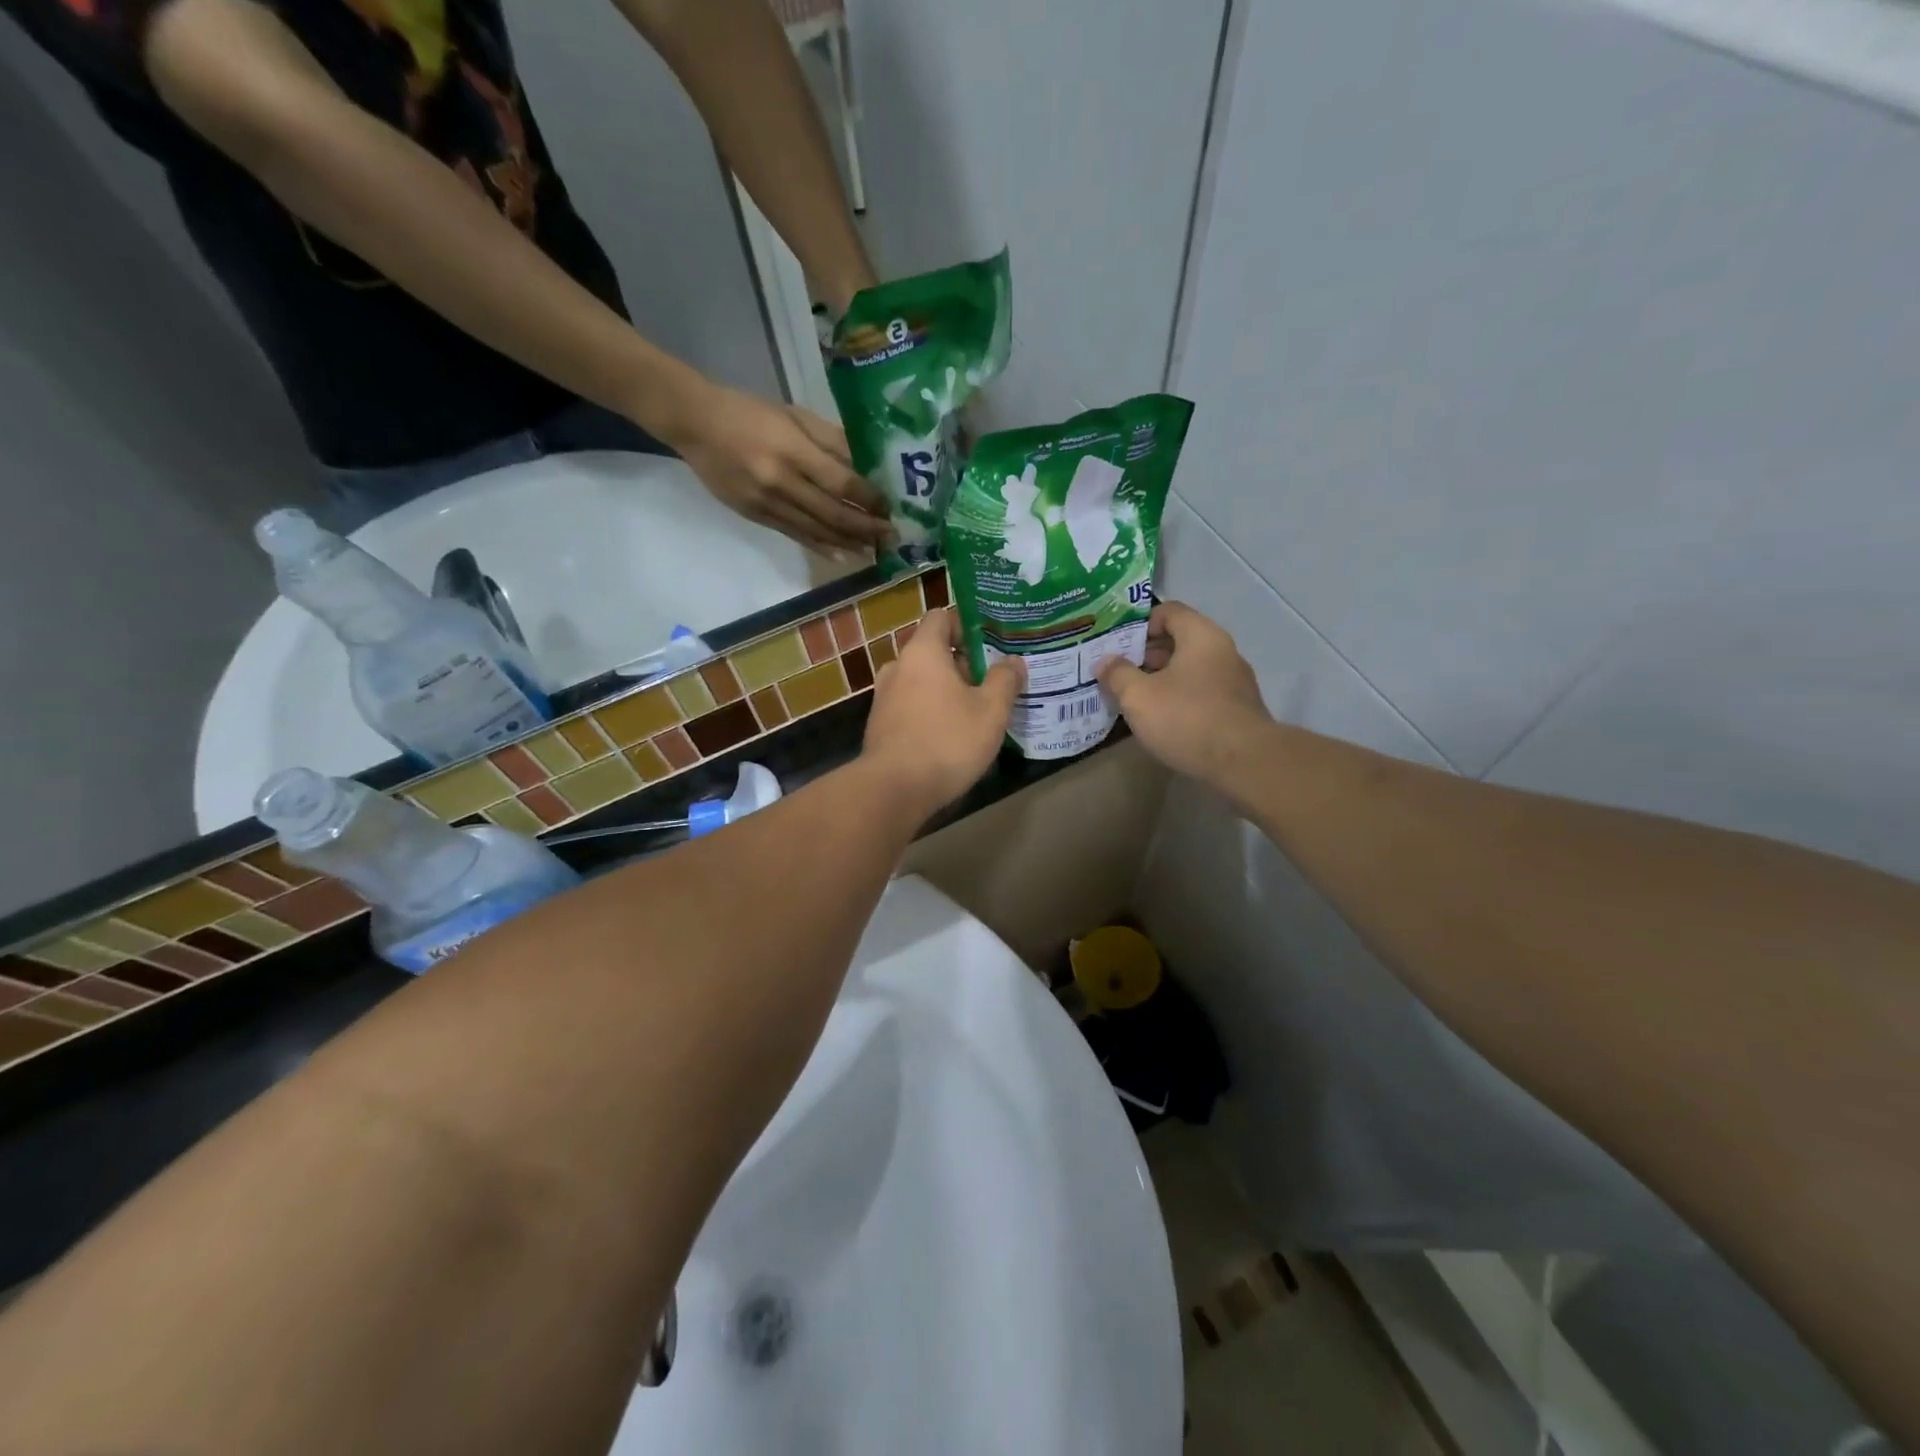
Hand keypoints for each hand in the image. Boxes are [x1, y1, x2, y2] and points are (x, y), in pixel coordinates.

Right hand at [669, 383, 892, 552]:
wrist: (695, 424)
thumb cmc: (750, 412)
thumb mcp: (794, 415)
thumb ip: (831, 441)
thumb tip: (865, 467)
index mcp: (793, 450)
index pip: (842, 482)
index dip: (869, 499)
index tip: (890, 507)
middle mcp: (781, 482)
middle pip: (833, 513)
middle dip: (866, 527)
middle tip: (891, 536)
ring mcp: (767, 503)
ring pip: (816, 530)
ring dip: (848, 542)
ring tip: (872, 550)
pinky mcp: (756, 515)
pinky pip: (795, 535)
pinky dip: (821, 546)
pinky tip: (841, 554)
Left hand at [862, 609, 1023, 813]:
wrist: (894, 789)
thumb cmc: (947, 741)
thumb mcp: (991, 711)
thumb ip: (1004, 680)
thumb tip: (1013, 661)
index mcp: (922, 652)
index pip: (941, 617)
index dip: (967, 624)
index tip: (992, 643)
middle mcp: (897, 667)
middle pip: (933, 651)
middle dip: (963, 663)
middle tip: (993, 681)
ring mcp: (884, 697)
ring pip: (922, 682)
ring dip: (947, 690)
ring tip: (977, 710)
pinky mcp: (881, 726)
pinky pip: (911, 706)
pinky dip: (931, 711)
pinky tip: (952, 734)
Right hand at [1097, 601, 1268, 784]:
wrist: (1243, 763)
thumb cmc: (1186, 718)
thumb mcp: (1138, 696)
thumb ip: (1117, 674)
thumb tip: (1104, 662)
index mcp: (1201, 636)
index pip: (1169, 611)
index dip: (1139, 624)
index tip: (1117, 645)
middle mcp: (1223, 651)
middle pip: (1179, 640)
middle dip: (1146, 654)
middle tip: (1118, 673)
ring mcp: (1235, 681)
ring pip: (1190, 669)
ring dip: (1162, 678)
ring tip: (1135, 698)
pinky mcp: (1238, 709)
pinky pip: (1202, 692)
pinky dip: (1180, 697)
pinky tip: (1162, 719)